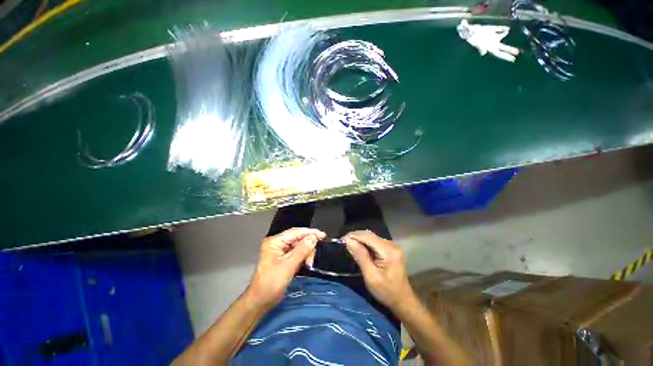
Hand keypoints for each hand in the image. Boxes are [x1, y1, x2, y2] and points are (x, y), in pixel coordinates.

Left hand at [248, 228, 325, 309]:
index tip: (323, 235)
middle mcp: (278, 243)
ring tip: (308, 265)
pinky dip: (303, 257)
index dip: (310, 232)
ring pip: (299, 246)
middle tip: (311, 259)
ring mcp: (280, 250)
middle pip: (298, 238)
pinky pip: (297, 253)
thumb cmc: (271, 283)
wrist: (260, 302)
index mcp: (275, 241)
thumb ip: (302, 250)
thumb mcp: (288, 266)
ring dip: (306, 253)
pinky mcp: (283, 258)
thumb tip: (314, 237)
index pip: (296, 232)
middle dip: (308, 247)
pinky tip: (306, 264)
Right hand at [343, 230, 414, 309]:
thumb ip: (360, 256)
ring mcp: (392, 246)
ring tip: (347, 243)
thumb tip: (348, 241)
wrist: (403, 301)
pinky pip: (374, 241)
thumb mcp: (371, 277)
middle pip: (369, 235)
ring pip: (371, 237)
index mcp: (389, 251)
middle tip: (342, 242)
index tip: (341, 240)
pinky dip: (364, 242)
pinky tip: (358, 247)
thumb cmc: (387, 292)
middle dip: (355, 236)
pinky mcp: (390, 249)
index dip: (353, 236)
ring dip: (359, 239)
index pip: (368, 237)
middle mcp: (391, 244)